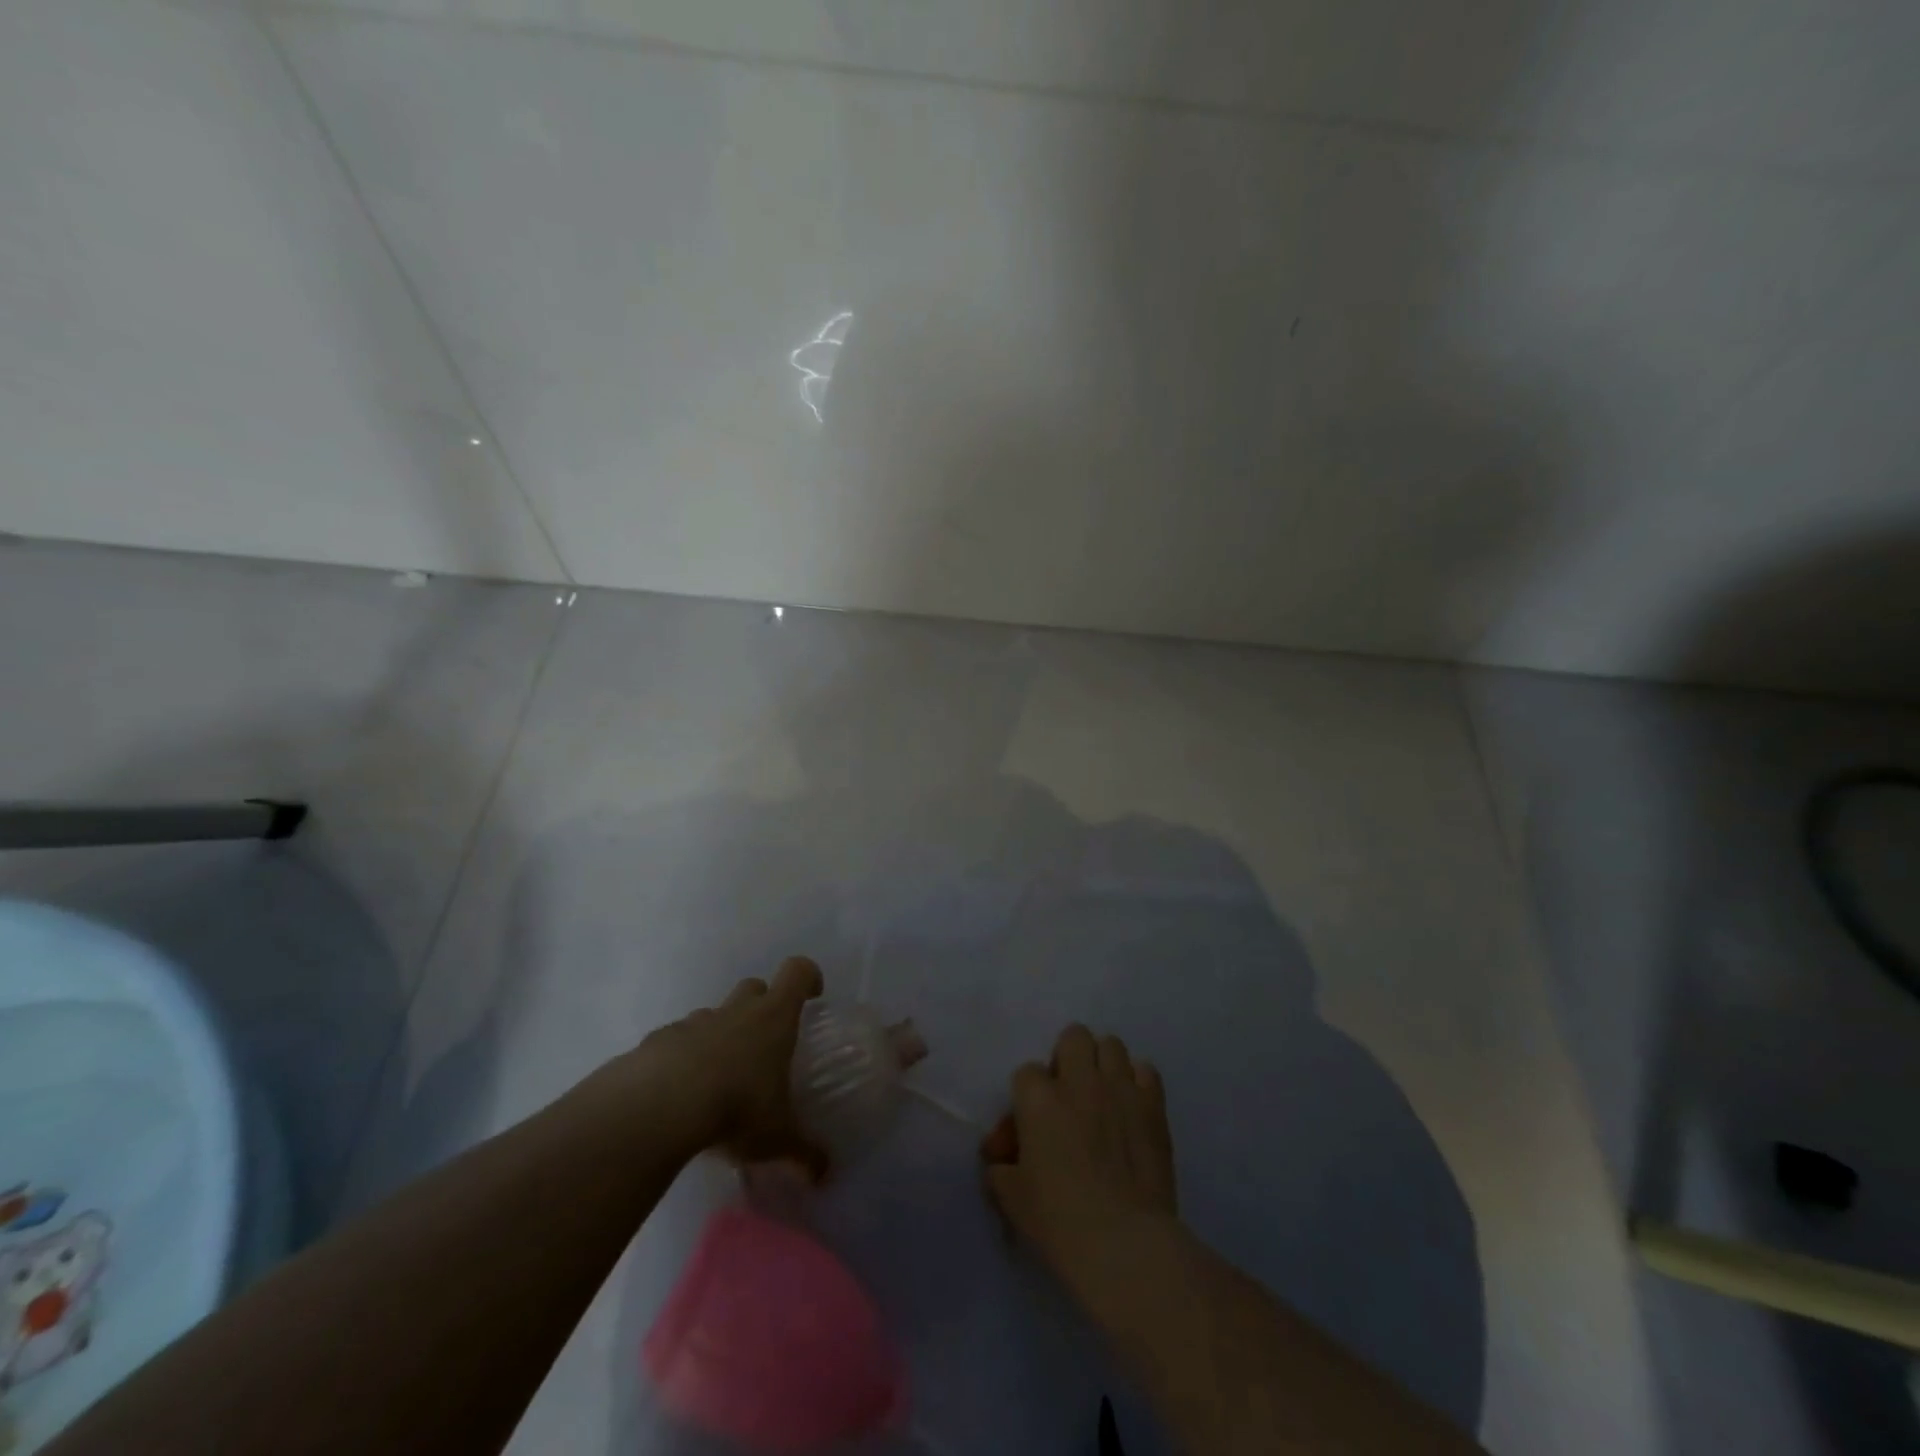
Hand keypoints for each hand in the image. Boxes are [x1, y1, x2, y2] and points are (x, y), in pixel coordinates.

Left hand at [611, 956, 827, 1176]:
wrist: (657, 1107)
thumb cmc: (735, 1108)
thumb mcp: (777, 1138)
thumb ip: (803, 1153)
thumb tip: (824, 1173)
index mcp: (772, 1018)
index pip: (797, 972)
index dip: (807, 977)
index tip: (813, 995)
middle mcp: (735, 1011)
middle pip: (753, 987)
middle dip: (762, 1006)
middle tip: (765, 1044)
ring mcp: (693, 1023)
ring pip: (713, 1015)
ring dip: (720, 1035)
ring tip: (719, 1079)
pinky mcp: (656, 1042)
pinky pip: (676, 1042)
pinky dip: (681, 1059)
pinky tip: (678, 1096)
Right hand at [981, 1025, 1178, 1311]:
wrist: (1125, 1244)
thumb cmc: (1060, 1223)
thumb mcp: (1013, 1200)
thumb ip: (1002, 1171)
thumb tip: (1001, 1163)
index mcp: (1039, 1100)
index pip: (1026, 1072)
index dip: (1026, 1097)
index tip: (1028, 1127)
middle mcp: (1079, 1082)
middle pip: (1073, 1037)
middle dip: (1067, 1058)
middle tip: (1068, 1094)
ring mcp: (1120, 1089)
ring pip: (1111, 1045)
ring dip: (1103, 1065)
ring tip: (1102, 1096)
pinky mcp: (1153, 1106)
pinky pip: (1146, 1071)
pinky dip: (1137, 1082)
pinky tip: (1132, 1108)